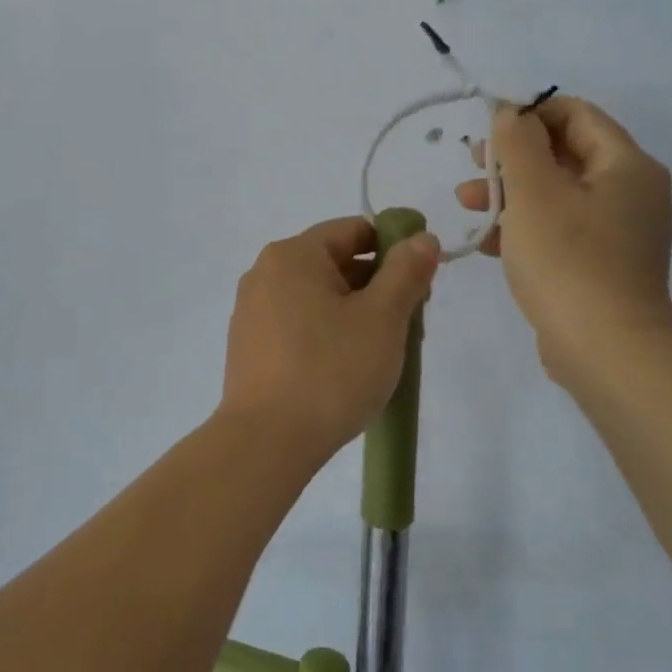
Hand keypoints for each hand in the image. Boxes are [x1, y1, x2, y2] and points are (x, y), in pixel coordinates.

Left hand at [220, 217, 440, 464]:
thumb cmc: (331, 370)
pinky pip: (297, 323)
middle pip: (335, 262)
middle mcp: (264, 273)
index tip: (421, 284)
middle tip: (410, 324)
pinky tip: (346, 367)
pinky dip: (326, 333)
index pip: (353, 230)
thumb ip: (405, 271)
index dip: (394, 250)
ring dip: (355, 313)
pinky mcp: (249, 346)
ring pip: (317, 297)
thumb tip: (421, 238)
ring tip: (383, 352)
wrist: (267, 441)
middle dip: (377, 287)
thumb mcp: (382, 317)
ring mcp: (252, 311)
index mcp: (292, 255)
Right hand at [458, 98, 671, 380]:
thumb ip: (517, 143)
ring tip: (468, 203)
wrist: (606, 351)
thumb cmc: (568, 261)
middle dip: (512, 157)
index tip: (485, 131)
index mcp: (626, 165)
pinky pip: (561, 229)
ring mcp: (620, 232)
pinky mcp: (603, 265)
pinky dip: (526, 226)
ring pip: (558, 193)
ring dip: (511, 192)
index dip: (528, 114)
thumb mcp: (533, 192)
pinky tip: (489, 241)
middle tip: (470, 166)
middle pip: (565, 153)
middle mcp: (631, 192)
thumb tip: (510, 112)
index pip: (576, 114)